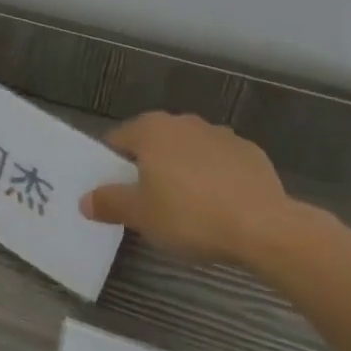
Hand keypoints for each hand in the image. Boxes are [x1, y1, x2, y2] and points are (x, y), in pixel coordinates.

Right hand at [80, 112, 325, 266]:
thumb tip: (85, 200)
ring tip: (186, 207)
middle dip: (148, 167)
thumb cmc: (190, 216)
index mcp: (151, 130)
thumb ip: (109, 203)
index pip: (117, 140)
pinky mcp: (251, 153)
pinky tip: (220, 206)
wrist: (264, 227)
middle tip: (147, 202)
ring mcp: (220, 134)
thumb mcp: (140, 216)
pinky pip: (220, 163)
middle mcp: (183, 122)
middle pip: (154, 142)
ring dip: (182, 170)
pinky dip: (214, 178)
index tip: (115, 193)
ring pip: (188, 151)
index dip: (111, 166)